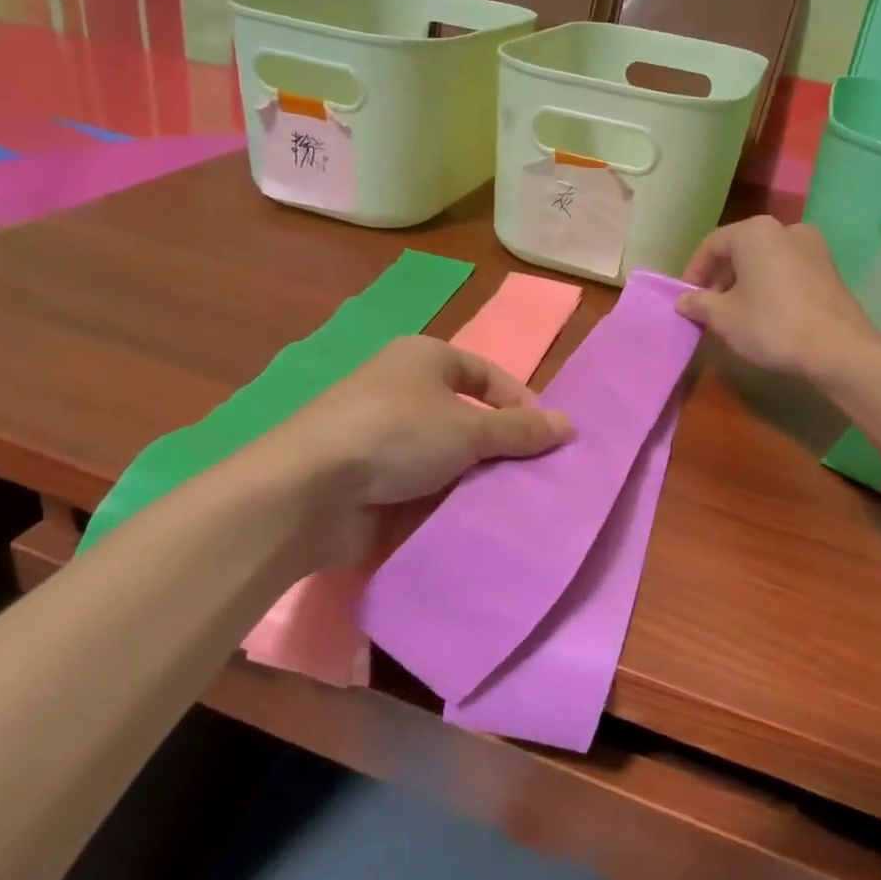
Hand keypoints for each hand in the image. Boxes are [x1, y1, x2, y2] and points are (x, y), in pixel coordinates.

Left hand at [282, 336, 572, 507]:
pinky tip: (474, 521)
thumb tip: (569, 425)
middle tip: (536, 477)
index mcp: (424, 358)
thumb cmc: (397, 434)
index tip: (550, 438)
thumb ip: (520, 429)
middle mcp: (404, 389)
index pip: (487, 373)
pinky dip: (447, 501)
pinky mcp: (372, 477)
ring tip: (512, 504)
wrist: (311, 490)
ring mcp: (385, 436)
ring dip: (475, 478)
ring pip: (448, 456)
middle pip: (469, 416)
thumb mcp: (468, 428)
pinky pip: (424, 486)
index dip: (521, 402)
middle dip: (501, 446)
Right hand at [678, 217, 880, 382]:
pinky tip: (764, 312)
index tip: (686, 298)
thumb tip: (683, 300)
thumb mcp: (724, 317)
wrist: (838, 350)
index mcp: (755, 232)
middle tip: (708, 307)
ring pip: (765, 259)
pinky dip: (769, 285)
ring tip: (735, 312)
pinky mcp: (829, 268)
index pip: (712, 245)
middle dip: (720, 277)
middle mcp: (785, 229)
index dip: (694, 272)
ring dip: (745, 281)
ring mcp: (813, 246)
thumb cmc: (771, 325)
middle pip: (740, 249)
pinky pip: (787, 270)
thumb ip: (699, 303)